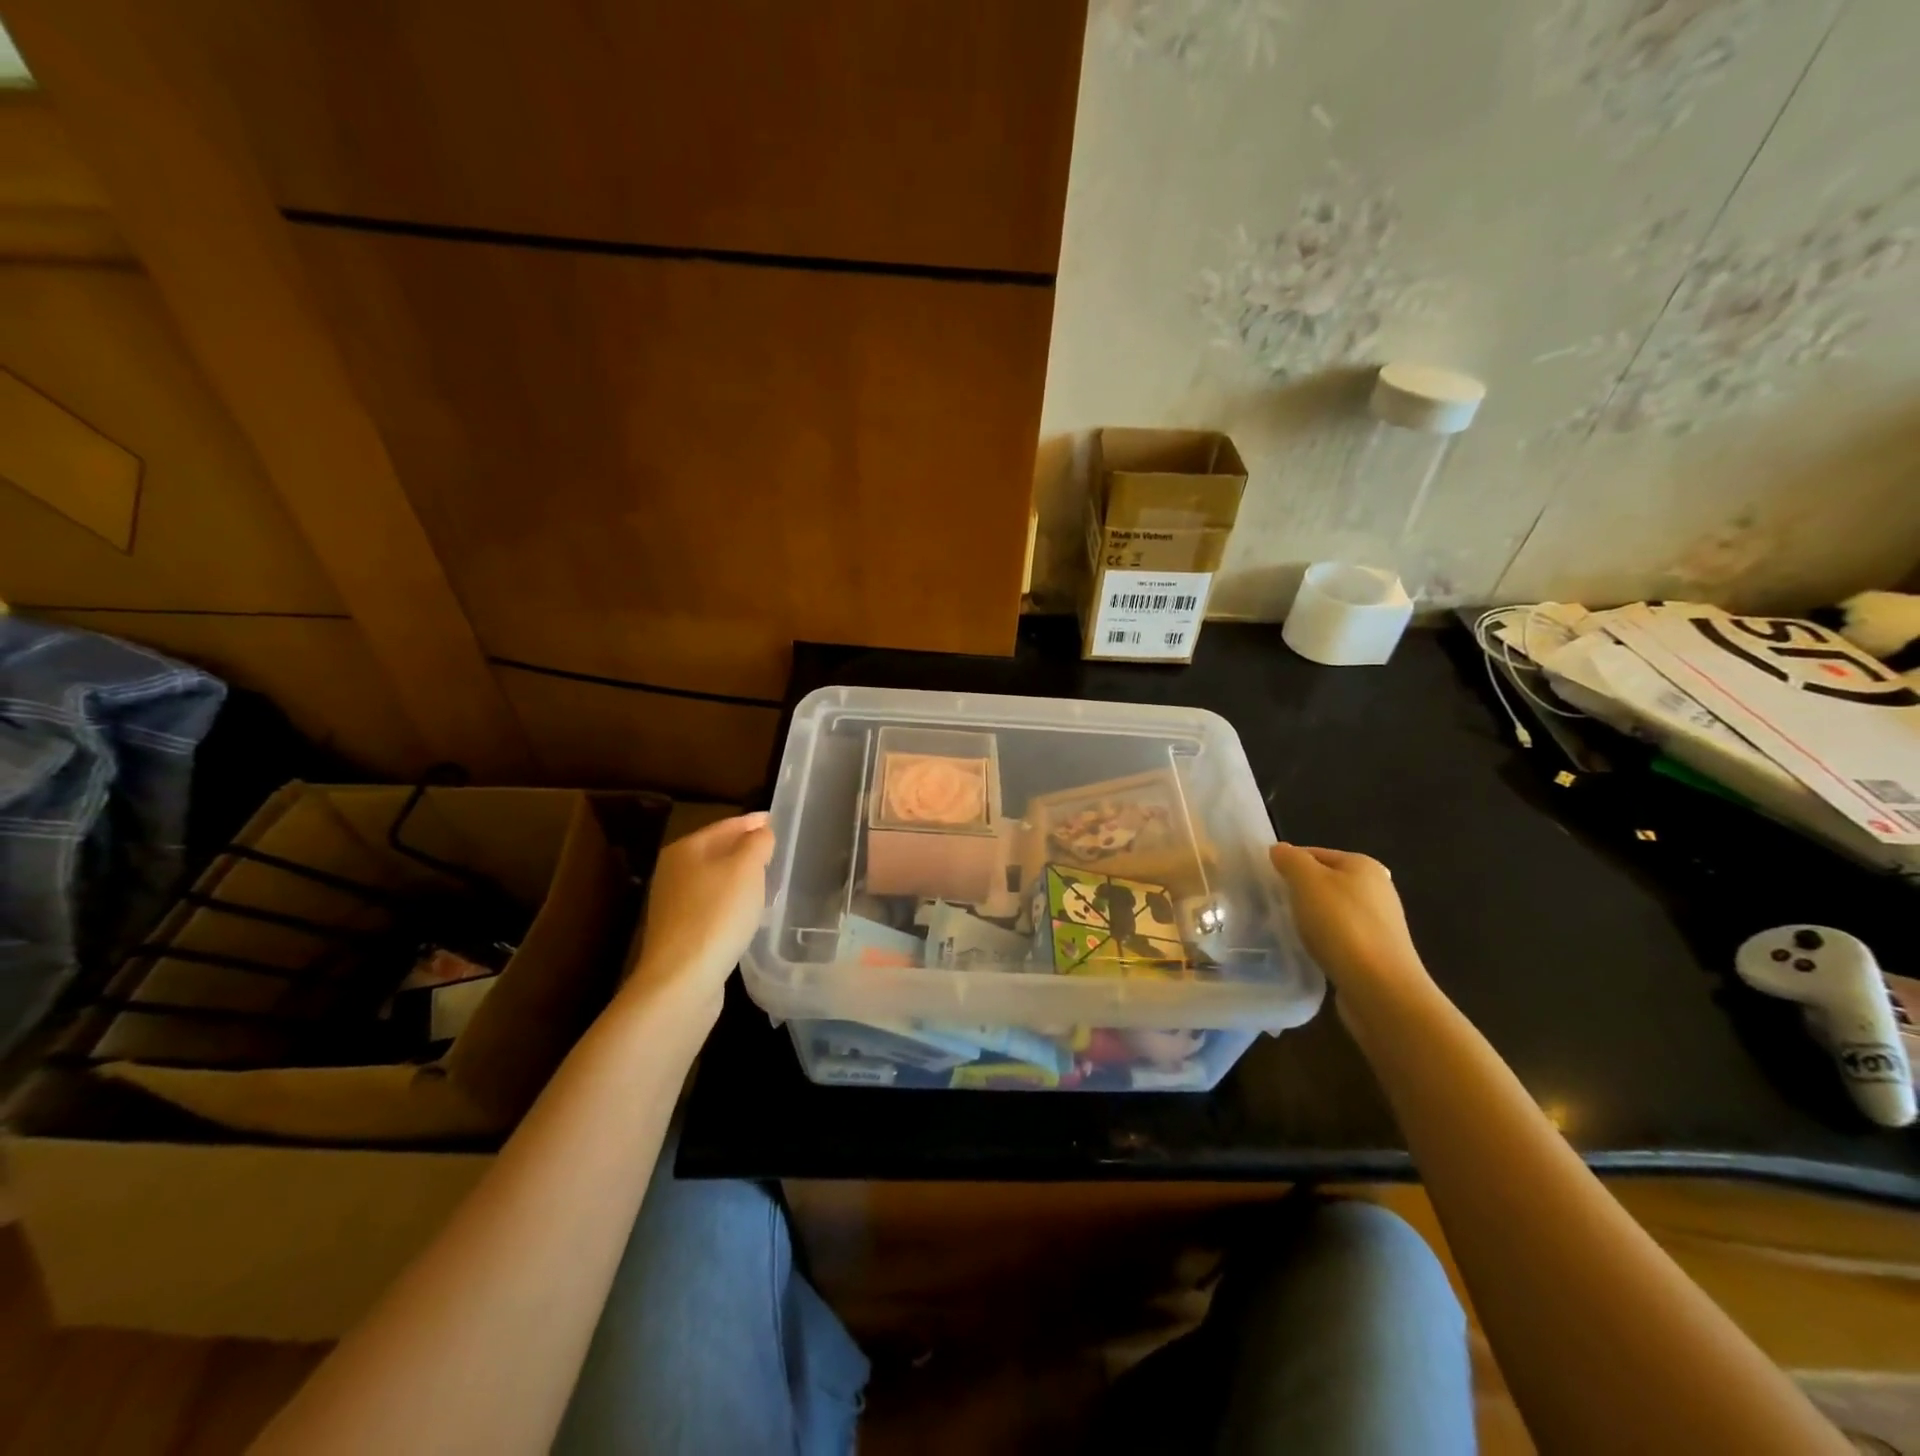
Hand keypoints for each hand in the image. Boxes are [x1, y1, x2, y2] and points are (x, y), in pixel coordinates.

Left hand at [627, 813, 774, 1013]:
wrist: (682, 979)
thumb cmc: (717, 914)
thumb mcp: (747, 869)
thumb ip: (757, 843)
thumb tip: (761, 832)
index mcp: (686, 849)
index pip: (727, 824)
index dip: (754, 822)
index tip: (778, 821)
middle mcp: (674, 871)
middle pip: (718, 851)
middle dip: (746, 849)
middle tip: (777, 851)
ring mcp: (674, 903)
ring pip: (715, 879)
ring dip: (740, 877)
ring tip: (768, 880)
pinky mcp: (680, 932)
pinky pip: (713, 905)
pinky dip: (731, 902)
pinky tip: (748, 912)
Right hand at [1269, 844, 1435, 1025]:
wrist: (1381, 989)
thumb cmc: (1342, 925)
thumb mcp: (1307, 882)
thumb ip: (1290, 859)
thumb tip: (1280, 850)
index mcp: (1363, 865)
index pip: (1314, 853)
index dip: (1287, 865)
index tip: (1265, 884)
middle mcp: (1377, 889)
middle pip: (1323, 882)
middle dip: (1297, 893)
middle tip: (1272, 907)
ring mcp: (1379, 923)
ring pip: (1330, 911)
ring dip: (1309, 919)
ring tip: (1287, 931)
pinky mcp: (1376, 952)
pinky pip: (1339, 937)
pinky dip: (1322, 941)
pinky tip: (1309, 952)